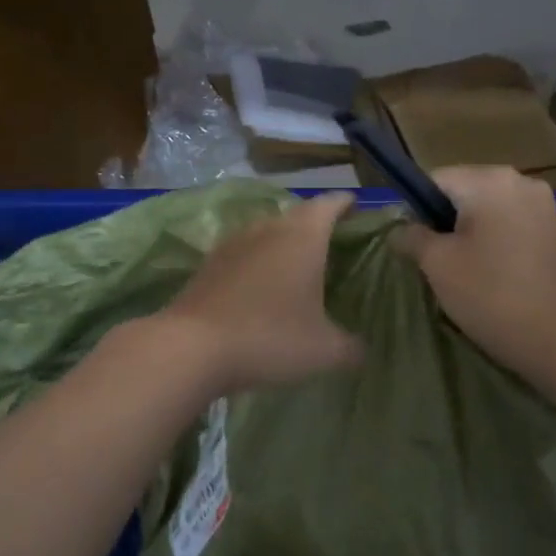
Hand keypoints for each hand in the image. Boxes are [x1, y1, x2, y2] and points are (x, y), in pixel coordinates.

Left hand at [161, 193, 362, 391]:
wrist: (191, 347)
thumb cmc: (269, 338)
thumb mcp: (323, 350)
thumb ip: (351, 347)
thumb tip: (363, 350)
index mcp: (304, 236)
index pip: (330, 204)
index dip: (346, 204)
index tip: (357, 208)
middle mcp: (269, 228)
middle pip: (299, 214)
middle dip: (317, 223)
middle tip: (334, 242)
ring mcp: (234, 242)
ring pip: (268, 231)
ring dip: (284, 241)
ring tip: (298, 264)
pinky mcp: (209, 262)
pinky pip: (244, 252)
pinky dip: (258, 260)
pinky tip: (261, 285)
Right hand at [395, 166, 555, 382]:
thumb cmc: (490, 296)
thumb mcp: (438, 265)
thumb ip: (412, 237)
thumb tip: (401, 228)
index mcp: (489, 181)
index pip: (435, 180)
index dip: (416, 210)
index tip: (415, 245)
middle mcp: (520, 181)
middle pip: (464, 191)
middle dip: (445, 221)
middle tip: (437, 261)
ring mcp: (544, 205)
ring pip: (489, 209)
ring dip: (471, 231)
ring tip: (465, 269)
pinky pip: (512, 223)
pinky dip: (496, 240)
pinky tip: (493, 272)